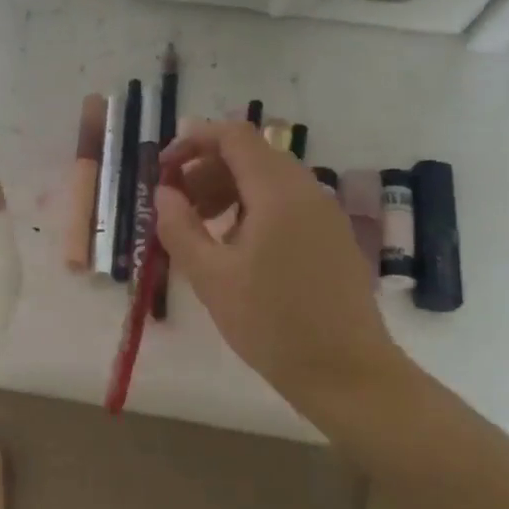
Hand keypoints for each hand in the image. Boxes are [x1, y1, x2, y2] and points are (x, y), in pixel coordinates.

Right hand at [157, 121, 404, 410]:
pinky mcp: (332, 238)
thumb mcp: (210, 276)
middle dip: (206, 168)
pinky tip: (235, 247)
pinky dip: (253, 208)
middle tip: (175, 202)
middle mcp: (308, 191)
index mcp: (278, 192)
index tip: (163, 168)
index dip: (194, 141)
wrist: (346, 373)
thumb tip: (164, 193)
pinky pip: (287, 204)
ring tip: (200, 226)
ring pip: (269, 180)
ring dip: (228, 189)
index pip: (234, 136)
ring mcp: (325, 215)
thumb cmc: (271, 322)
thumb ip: (179, 227)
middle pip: (252, 154)